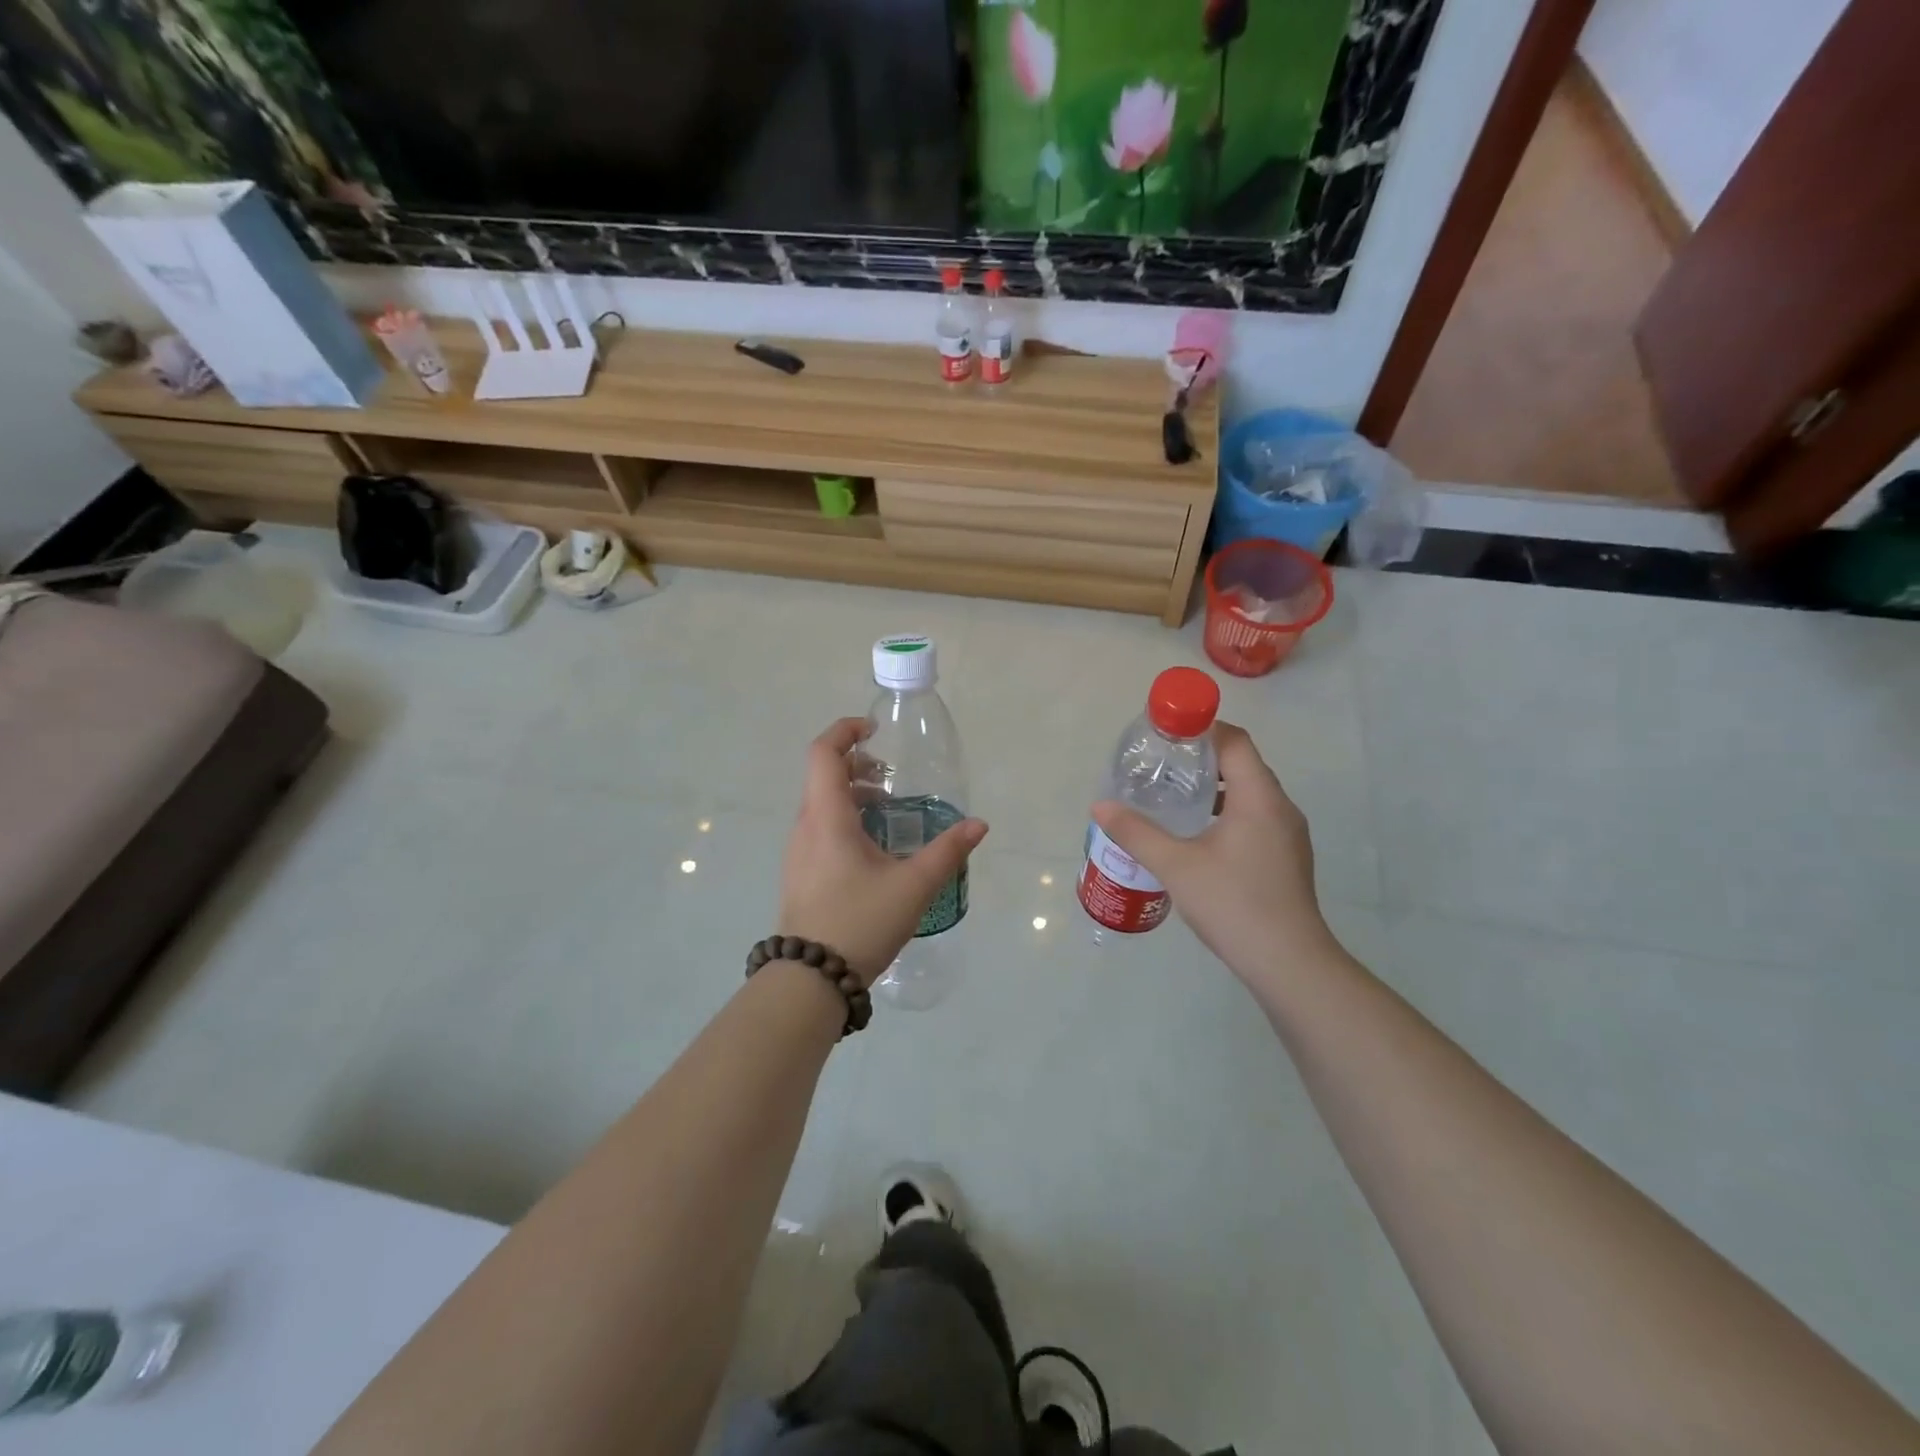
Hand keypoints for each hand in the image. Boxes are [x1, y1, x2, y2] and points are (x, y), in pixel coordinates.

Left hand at [779, 718, 988, 986]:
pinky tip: (873, 849)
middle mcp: (806, 827)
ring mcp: (798, 852)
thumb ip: (948, 851)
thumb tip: (979, 825)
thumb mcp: (913, 886)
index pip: (823, 753)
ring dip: (852, 795)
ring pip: (821, 804)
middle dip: (857, 765)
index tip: (875, 730)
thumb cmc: (860, 922)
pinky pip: (819, 829)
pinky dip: (844, 820)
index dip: (845, 731)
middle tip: (892, 778)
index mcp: (827, 817)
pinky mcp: (800, 874)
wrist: (810, 979)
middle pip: (823, 776)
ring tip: (888, 812)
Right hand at [1091, 721, 1334, 983]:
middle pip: (1243, 764)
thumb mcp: (1175, 865)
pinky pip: (1255, 818)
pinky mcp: (1287, 858)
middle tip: (1162, 766)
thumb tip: (1100, 806)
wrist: (1288, 963)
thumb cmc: (1233, 903)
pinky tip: (1198, 836)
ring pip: (1250, 794)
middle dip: (1202, 758)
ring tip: (1174, 799)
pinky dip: (1227, 812)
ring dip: (1215, 788)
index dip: (1201, 728)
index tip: (1166, 733)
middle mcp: (1280, 808)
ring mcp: (1288, 835)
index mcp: (1259, 797)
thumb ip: (1136, 832)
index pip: (1234, 741)